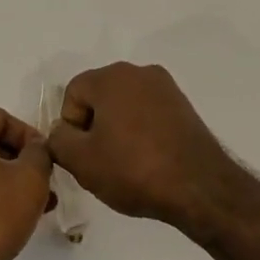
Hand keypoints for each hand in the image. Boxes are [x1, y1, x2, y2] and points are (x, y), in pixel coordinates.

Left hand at [0, 106, 53, 259]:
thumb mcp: (30, 181)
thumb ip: (40, 153)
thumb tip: (35, 148)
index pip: (2, 118)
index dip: (30, 140)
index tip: (48, 165)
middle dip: (17, 163)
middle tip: (42, 187)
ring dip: (1, 179)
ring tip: (29, 208)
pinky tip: (1, 217)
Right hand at [45, 63, 244, 236]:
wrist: (201, 187)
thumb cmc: (135, 170)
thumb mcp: (82, 162)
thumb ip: (58, 140)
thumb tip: (61, 131)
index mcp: (110, 77)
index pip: (73, 94)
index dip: (71, 127)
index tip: (84, 156)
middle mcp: (137, 71)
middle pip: (99, 95)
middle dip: (95, 126)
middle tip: (102, 162)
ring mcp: (164, 86)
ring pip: (125, 104)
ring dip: (119, 129)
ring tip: (128, 165)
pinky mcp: (183, 105)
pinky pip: (148, 112)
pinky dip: (143, 131)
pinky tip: (149, 160)